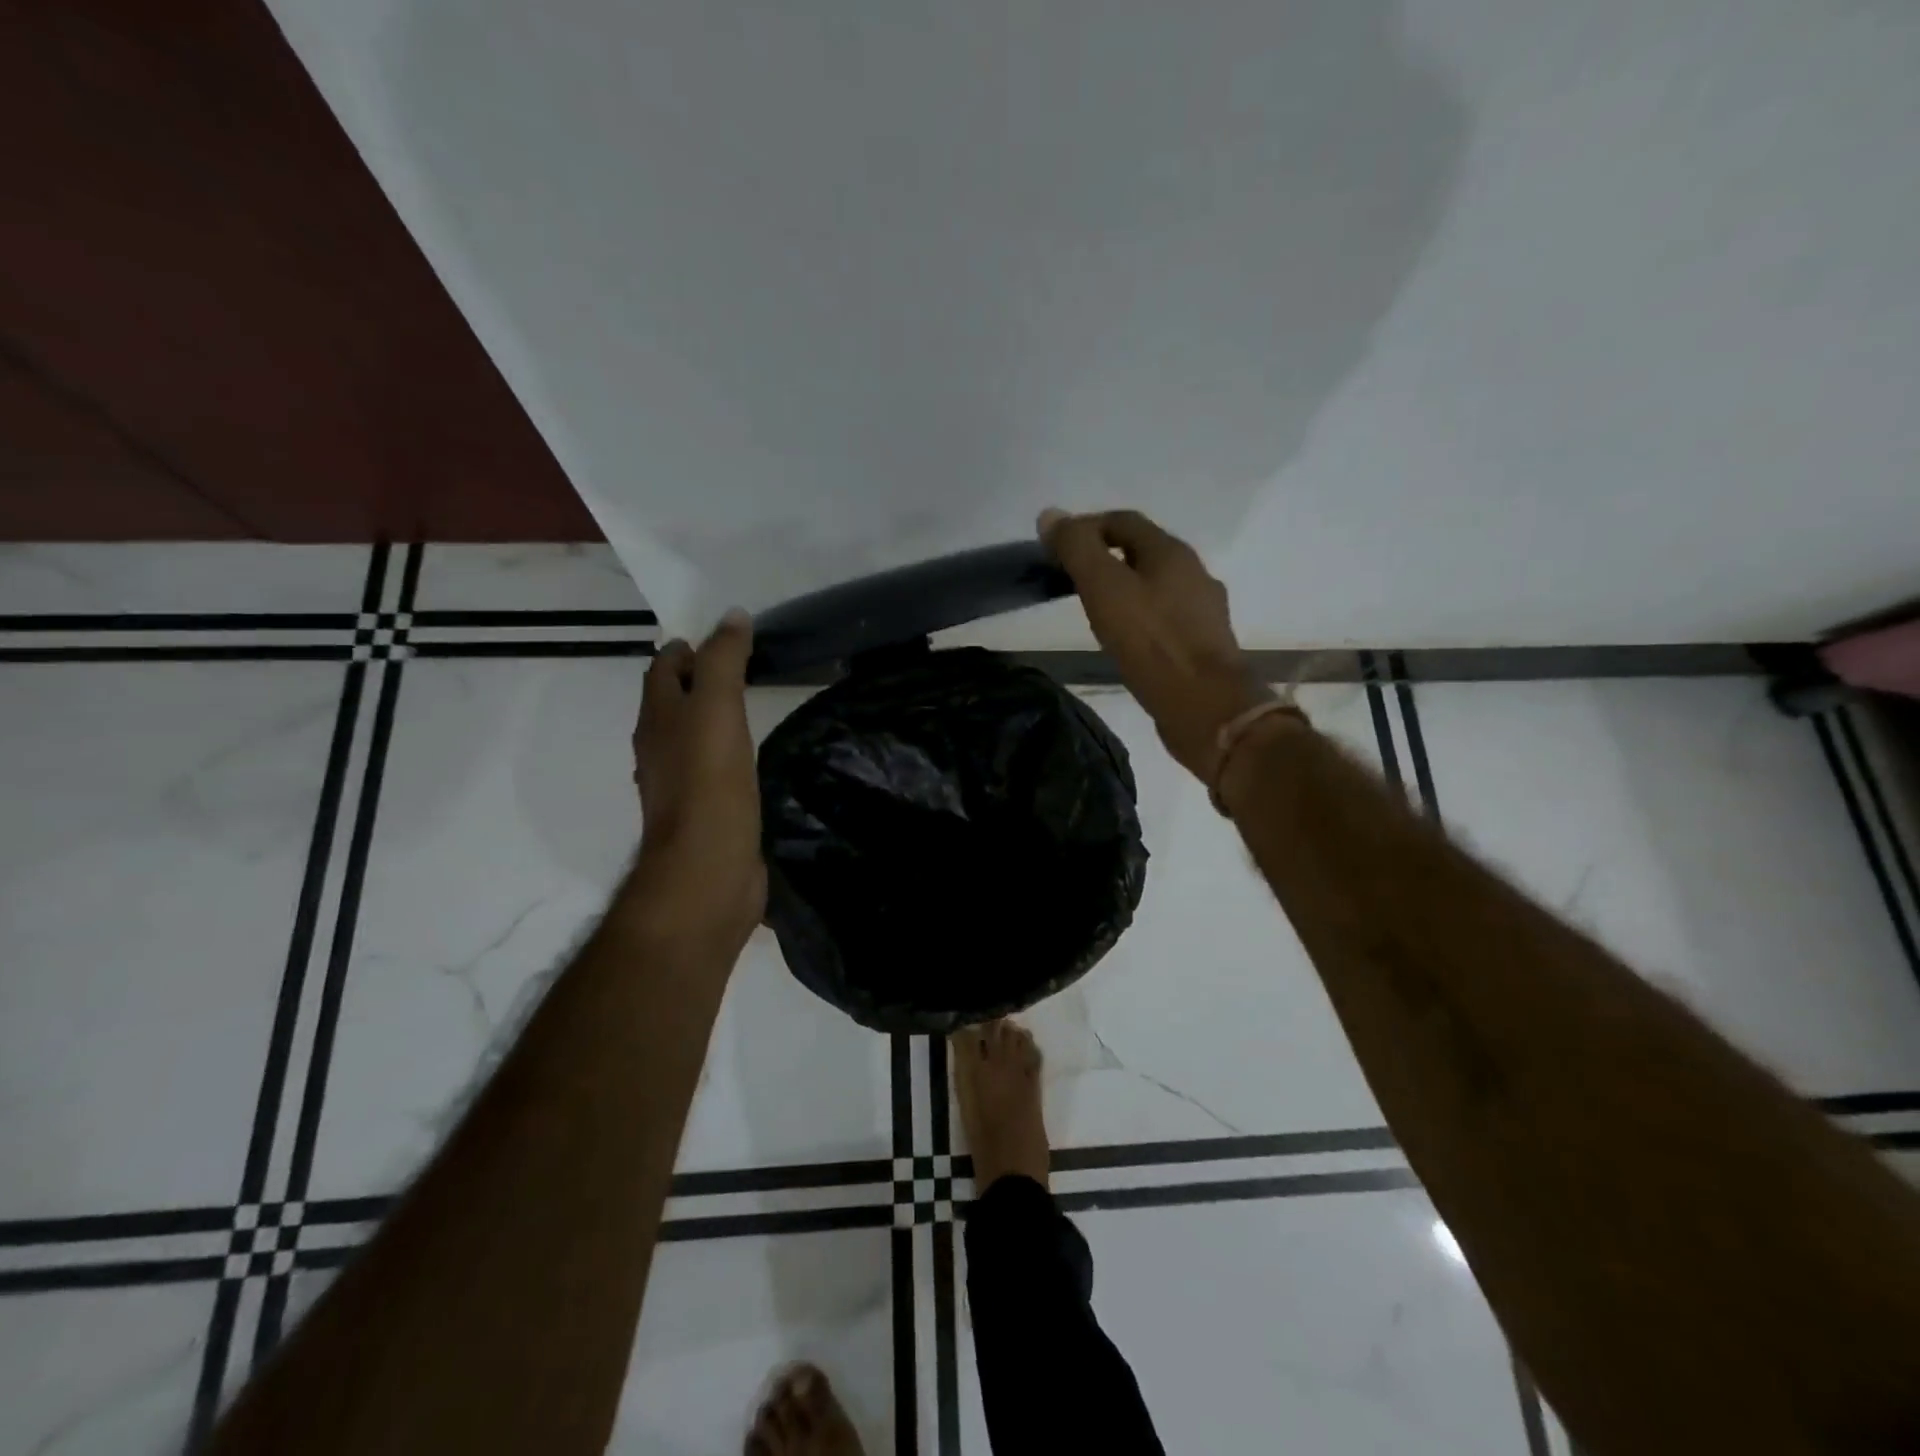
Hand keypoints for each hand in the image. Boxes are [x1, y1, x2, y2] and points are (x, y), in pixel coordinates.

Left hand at [630, 609, 765, 947]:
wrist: (707, 870)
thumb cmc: (709, 784)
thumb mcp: (717, 709)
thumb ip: (723, 661)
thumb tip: (733, 616)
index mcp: (658, 719)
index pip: (663, 669)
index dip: (687, 648)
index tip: (725, 639)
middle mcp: (660, 748)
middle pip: (672, 702)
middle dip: (697, 680)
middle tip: (741, 667)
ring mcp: (679, 784)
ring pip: (690, 737)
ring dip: (709, 718)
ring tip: (747, 707)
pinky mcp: (704, 813)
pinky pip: (710, 770)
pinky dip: (724, 753)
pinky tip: (748, 759)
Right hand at [1039, 508, 1273, 782]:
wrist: (1204, 705)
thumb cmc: (1151, 642)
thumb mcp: (1104, 588)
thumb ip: (1077, 549)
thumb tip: (1050, 515)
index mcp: (1171, 551)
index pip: (1123, 521)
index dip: (1087, 526)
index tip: (1057, 547)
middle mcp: (1194, 572)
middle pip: (1143, 552)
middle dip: (1106, 557)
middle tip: (1071, 579)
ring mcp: (1203, 610)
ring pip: (1156, 586)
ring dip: (1125, 589)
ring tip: (1095, 611)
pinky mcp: (1203, 644)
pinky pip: (1165, 618)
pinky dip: (1140, 618)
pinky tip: (1126, 640)